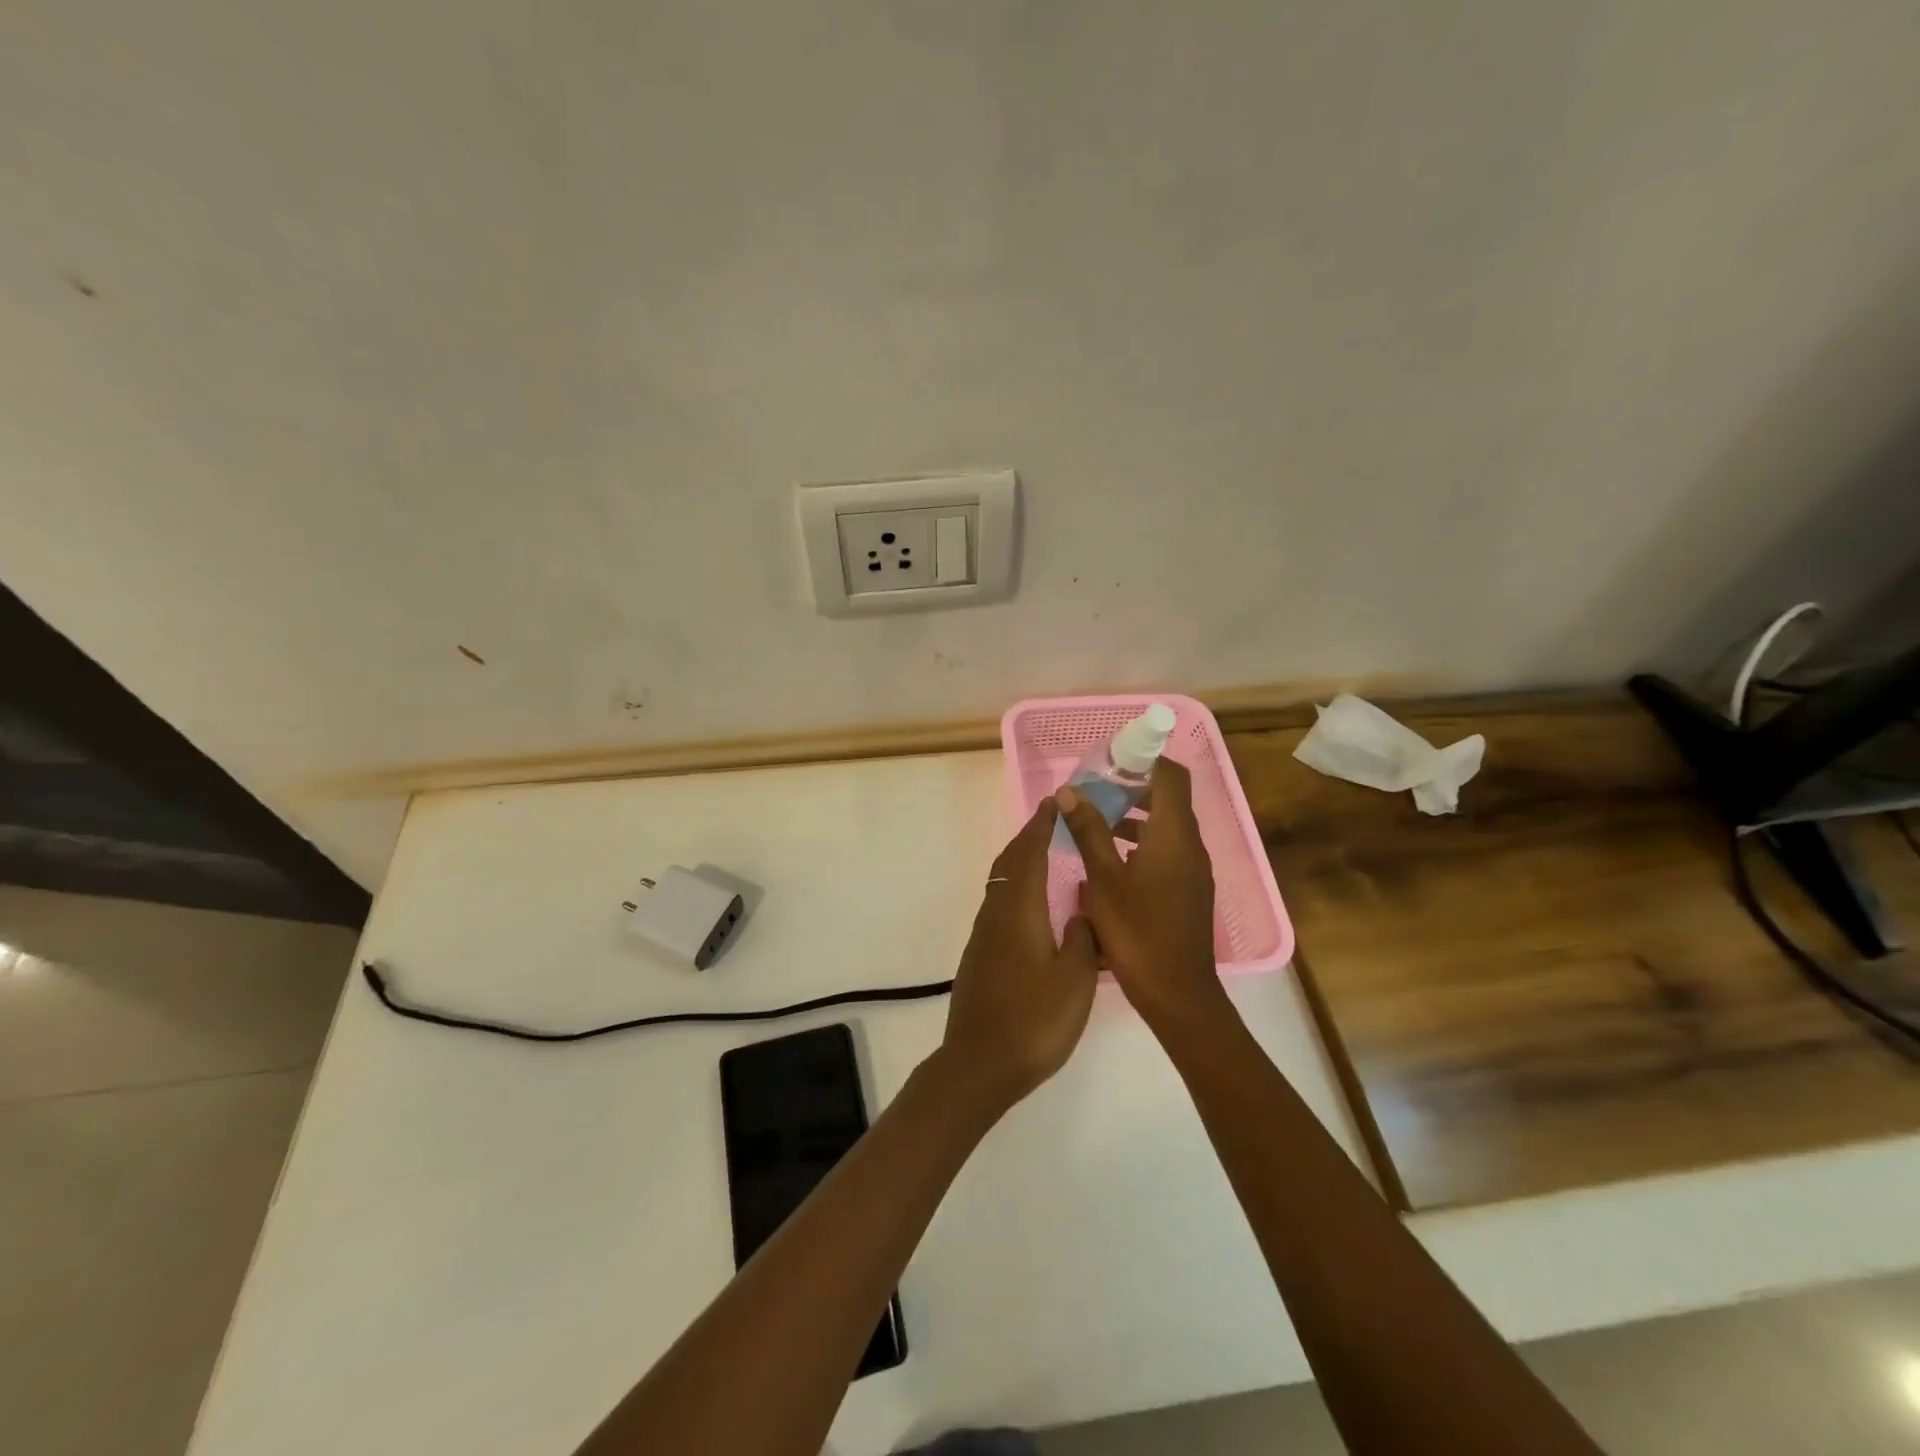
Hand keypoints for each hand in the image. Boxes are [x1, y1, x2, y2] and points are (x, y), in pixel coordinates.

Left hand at [938, 799, 1100, 1110]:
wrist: (979, 1064)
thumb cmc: (1034, 1020)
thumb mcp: (1076, 980)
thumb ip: (1083, 939)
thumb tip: (1082, 913)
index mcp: (1020, 910)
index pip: (1030, 854)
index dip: (1042, 826)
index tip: (1055, 803)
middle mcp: (996, 913)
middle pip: (1010, 862)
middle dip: (1029, 837)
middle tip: (1052, 821)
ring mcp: (984, 935)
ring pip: (1001, 883)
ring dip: (1021, 861)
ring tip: (1046, 855)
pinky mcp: (980, 955)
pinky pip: (999, 904)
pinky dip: (1016, 887)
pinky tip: (1033, 906)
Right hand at [1054, 759, 1225, 1032]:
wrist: (1178, 994)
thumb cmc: (1138, 932)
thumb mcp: (1103, 879)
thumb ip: (1088, 831)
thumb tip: (1069, 791)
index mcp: (1174, 834)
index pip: (1171, 775)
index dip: (1145, 759)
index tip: (1111, 759)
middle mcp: (1191, 845)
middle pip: (1169, 798)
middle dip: (1133, 788)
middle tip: (1095, 790)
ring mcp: (1194, 869)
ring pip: (1167, 826)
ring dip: (1135, 817)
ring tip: (1096, 823)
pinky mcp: (1190, 890)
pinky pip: (1169, 850)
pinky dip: (1143, 842)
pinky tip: (1111, 861)